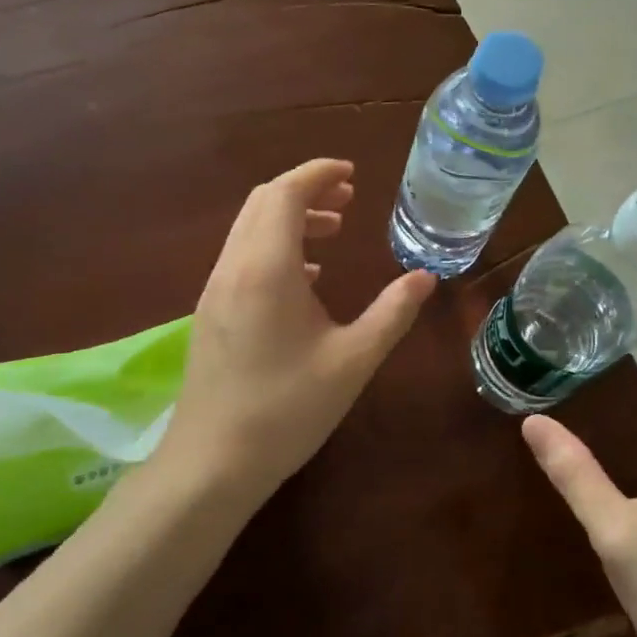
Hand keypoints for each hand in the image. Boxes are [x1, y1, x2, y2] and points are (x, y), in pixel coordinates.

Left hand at [162, 159, 435, 505]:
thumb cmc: (287, 409)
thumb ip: (392, 313)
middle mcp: (234, 266)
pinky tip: (308, 279)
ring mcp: (215, 289)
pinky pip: (243, 256)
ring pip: (250, 228)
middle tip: (349, 201)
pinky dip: (275, 246)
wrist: (211, 462)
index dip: (319, 174)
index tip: (353, 174)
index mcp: (267, 267)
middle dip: (306, 190)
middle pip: (264, 201)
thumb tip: (425, 277)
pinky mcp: (210, 311)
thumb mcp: (353, 360)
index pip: (285, 192)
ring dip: (290, 217)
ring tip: (334, 232)